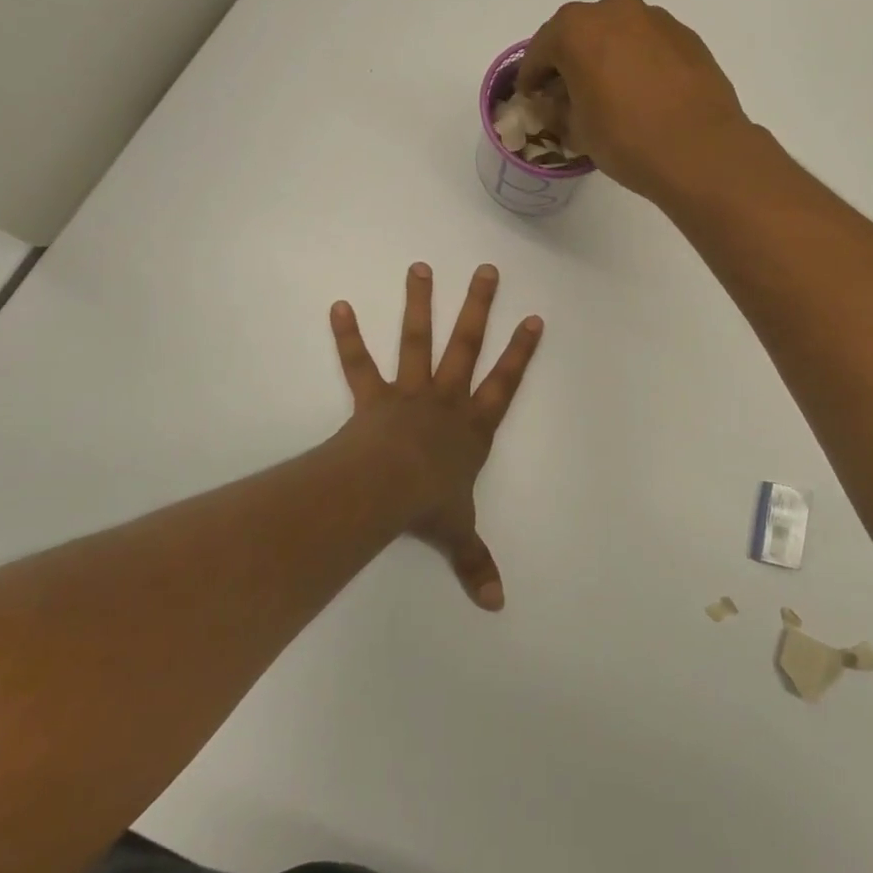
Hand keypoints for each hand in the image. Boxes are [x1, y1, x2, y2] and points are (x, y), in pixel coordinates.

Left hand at [329, 263, 542, 610]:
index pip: (505, 383)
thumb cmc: (429, 505)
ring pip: (417, 341)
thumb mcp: (459, 533)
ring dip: (420, 304)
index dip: (521, 352)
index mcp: (472, 427)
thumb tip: (496, 605)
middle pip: (467, 345)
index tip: (534, 318)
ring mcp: (409, 393)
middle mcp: (446, 400)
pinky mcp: (372, 397)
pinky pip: (359, 364)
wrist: (387, 490)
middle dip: (478, 307)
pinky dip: (348, 336)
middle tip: (486, 270)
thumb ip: (476, 563)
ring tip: (419, 267)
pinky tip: (338, 306)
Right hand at [517, 0, 753, 200]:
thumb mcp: (578, 131)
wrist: (701, 150)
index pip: (541, 50)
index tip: (531, 97)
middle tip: (569, 93)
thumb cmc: (627, 139)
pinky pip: (648, 45)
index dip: (532, 77)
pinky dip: (638, 62)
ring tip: (610, 94)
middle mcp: (615, 10)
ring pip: (618, 34)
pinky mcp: (686, 36)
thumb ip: (561, 109)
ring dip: (607, 57)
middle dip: (570, 61)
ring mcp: (656, 19)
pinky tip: (643, 94)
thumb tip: (561, 104)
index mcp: (577, 29)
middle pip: (580, 33)